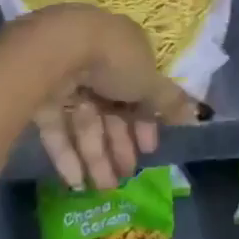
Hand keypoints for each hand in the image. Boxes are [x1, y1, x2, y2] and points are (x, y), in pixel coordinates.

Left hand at [17, 4, 205, 190]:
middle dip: (120, 144)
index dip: (145, 121)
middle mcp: (97, 63)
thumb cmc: (114, 59)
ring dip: (96, 156)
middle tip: (127, 176)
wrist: (57, 49)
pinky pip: (58, 128)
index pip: (138, 90)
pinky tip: (75, 182)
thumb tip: (198, 114)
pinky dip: (67, 154)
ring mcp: (66, 79)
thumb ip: (169, 100)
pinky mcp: (40, 96)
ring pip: (86, 122)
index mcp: (125, 51)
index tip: (150, 148)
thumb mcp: (149, 81)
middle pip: (111, 110)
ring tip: (104, 189)